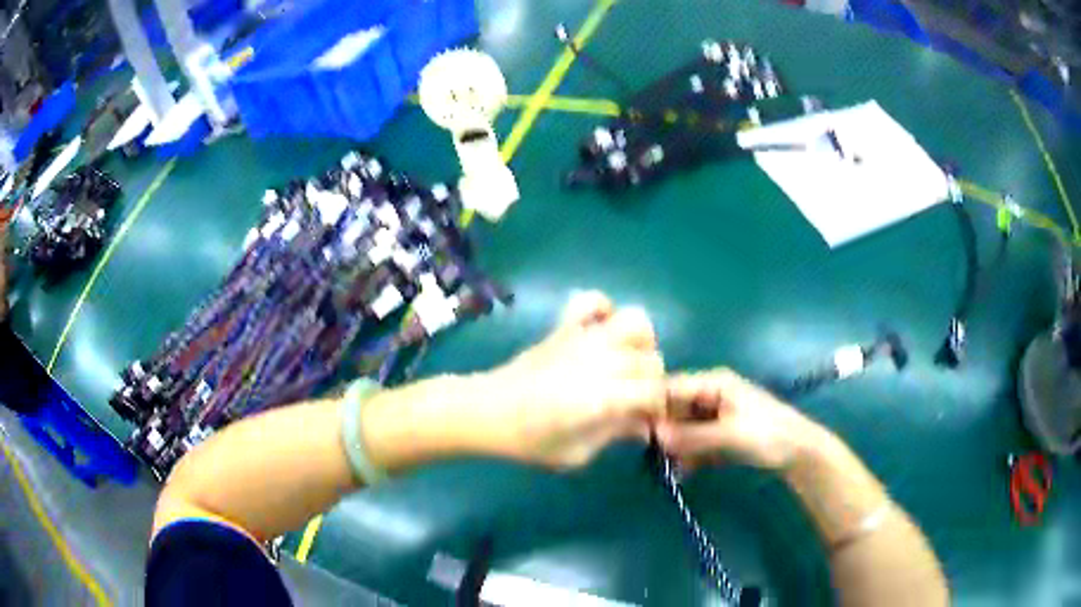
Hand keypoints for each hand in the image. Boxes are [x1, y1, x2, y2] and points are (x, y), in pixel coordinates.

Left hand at [464, 290, 665, 467]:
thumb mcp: (577, 453)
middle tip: (633, 399)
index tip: (648, 420)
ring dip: (640, 341)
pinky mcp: (565, 326)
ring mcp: (584, 337)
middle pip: (651, 359)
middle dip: (650, 381)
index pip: (656, 391)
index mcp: (606, 395)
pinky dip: (604, 310)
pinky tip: (599, 332)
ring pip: (635, 321)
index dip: (658, 407)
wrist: (486, 411)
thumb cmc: (530, 440)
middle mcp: (603, 359)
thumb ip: (615, 434)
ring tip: (627, 361)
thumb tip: (644, 425)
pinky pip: (593, 301)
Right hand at [655, 369, 832, 472]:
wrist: (799, 453)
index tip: (635, 429)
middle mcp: (711, 395)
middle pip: (676, 409)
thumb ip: (693, 436)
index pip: (673, 388)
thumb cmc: (768, 435)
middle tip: (650, 455)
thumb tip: (656, 437)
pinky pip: (696, 442)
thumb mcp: (730, 435)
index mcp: (715, 383)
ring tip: (666, 468)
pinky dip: (688, 456)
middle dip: (664, 431)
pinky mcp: (720, 435)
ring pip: (684, 428)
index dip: (653, 406)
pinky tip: (681, 472)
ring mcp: (716, 416)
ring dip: (675, 447)